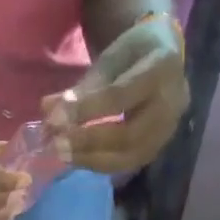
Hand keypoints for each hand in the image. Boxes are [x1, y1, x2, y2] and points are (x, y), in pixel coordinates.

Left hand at [43, 14, 188, 174]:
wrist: (164, 59)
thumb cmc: (133, 55)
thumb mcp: (110, 59)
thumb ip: (82, 87)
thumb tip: (48, 110)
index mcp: (162, 68)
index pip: (119, 96)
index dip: (85, 110)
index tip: (54, 118)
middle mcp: (172, 104)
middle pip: (127, 135)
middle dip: (88, 142)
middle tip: (57, 145)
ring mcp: (167, 132)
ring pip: (127, 156)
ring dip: (91, 159)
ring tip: (62, 155)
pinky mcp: (156, 150)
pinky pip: (126, 165)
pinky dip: (99, 164)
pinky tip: (77, 159)